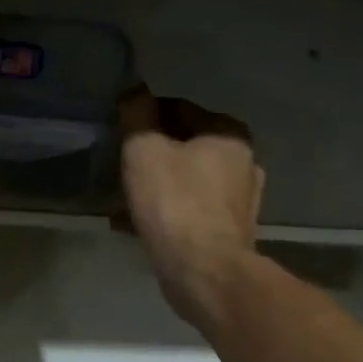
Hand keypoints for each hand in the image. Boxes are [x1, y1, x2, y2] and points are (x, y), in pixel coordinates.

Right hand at [118, 86, 263, 322]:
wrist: (204, 272)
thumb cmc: (175, 203)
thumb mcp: (144, 149)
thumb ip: (137, 114)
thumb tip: (134, 90)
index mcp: (228, 134)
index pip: (178, 108)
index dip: (144, 116)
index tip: (119, 132)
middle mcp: (244, 162)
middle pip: (185, 146)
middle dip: (151, 154)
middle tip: (119, 167)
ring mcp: (240, 201)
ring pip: (187, 181)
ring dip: (156, 185)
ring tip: (122, 199)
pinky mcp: (230, 232)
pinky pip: (189, 211)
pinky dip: (165, 212)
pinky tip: (134, 224)